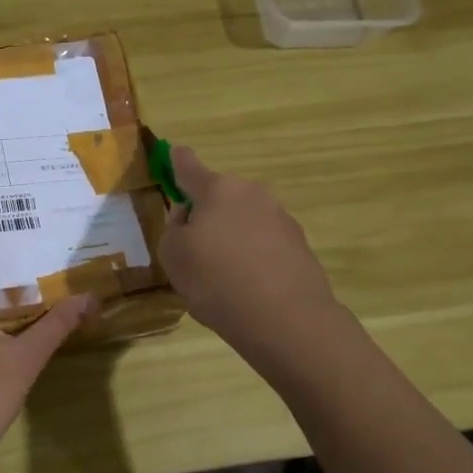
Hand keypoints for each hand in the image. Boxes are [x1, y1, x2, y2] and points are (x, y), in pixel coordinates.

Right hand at [157, 146, 337, 370]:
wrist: (286, 319)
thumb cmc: (216, 280)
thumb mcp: (173, 256)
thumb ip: (174, 229)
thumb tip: (189, 218)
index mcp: (217, 189)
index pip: (189, 166)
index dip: (177, 161)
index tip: (174, 154)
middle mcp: (252, 194)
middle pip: (219, 197)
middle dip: (206, 214)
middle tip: (193, 249)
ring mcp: (281, 218)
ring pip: (243, 221)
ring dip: (230, 237)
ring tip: (222, 277)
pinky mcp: (300, 246)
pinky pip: (264, 244)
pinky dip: (252, 257)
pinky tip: (247, 287)